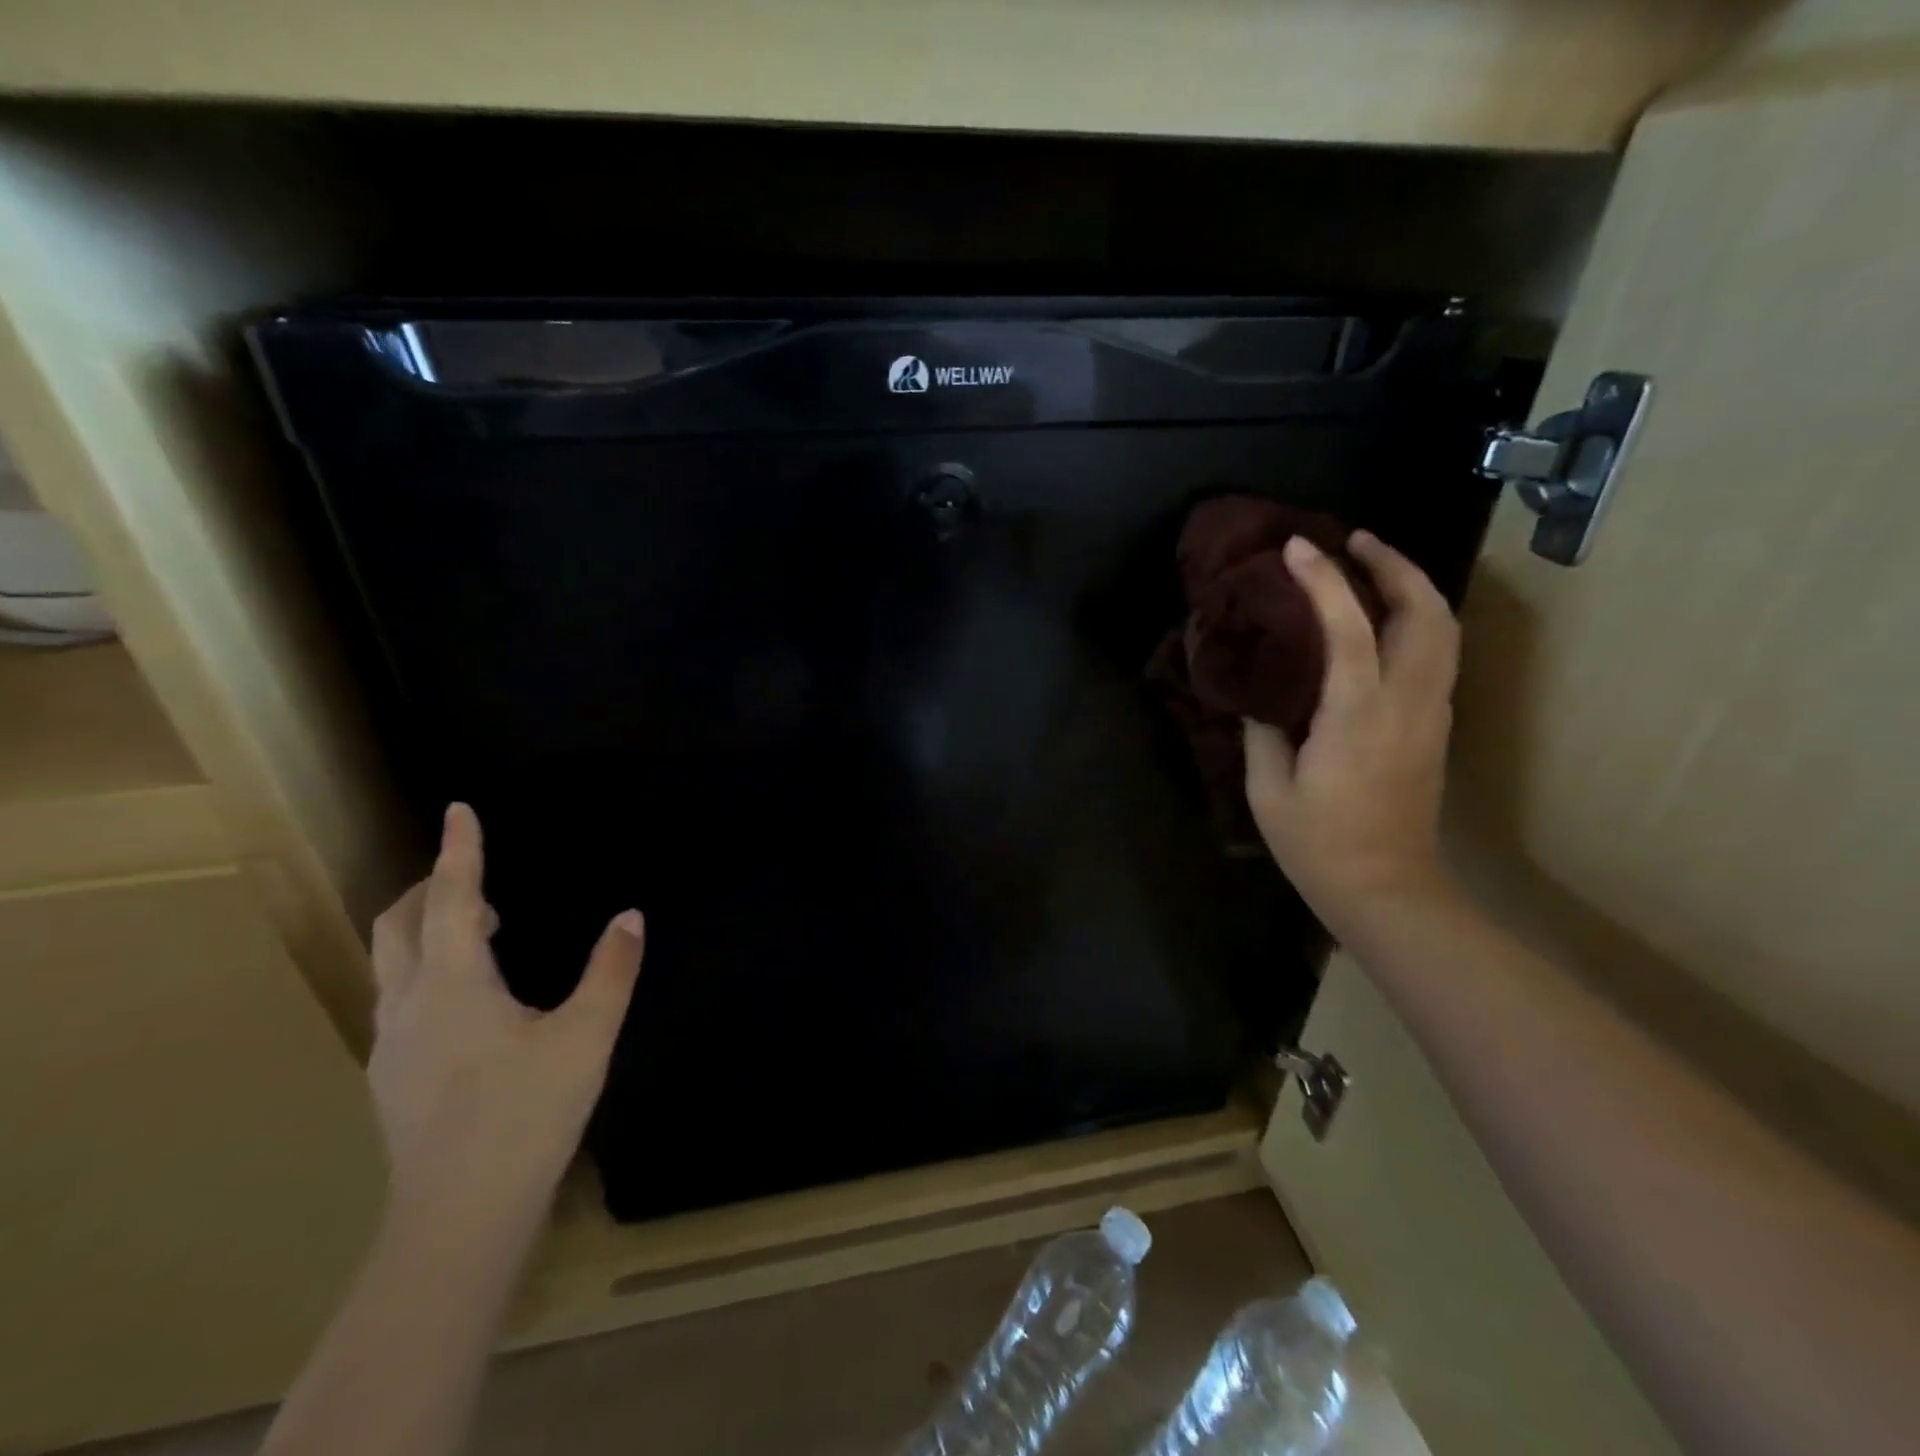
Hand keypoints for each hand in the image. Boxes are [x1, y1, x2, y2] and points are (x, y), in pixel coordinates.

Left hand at [367, 803, 642, 1239]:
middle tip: (479, 878)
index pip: (453, 896)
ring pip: (393, 962)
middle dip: (432, 887)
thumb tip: (630, 916)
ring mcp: (392, 1043)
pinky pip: (400, 998)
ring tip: (484, 931)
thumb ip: (610, 971)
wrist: (458, 1218)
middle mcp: (410, 1003)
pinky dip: (427, 970)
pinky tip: (469, 1000)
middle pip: (399, 923)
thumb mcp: (586, 1037)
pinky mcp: (392, 1076)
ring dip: (428, 929)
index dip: (460, 849)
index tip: (459, 808)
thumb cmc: (526, 1115)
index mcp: (454, 983)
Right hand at [1244, 531, 1461, 934]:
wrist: (1387, 890)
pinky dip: (1417, 620)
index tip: (1296, 549)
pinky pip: (1436, 655)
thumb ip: (1263, 730)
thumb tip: (1259, 691)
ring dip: (1413, 588)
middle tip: (1355, 542)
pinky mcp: (1435, 728)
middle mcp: (1406, 703)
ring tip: (1373, 568)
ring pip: (1443, 630)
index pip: (1348, 628)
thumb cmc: (1319, 844)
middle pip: (1425, 612)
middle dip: (1394, 565)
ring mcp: (1430, 714)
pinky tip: (1383, 622)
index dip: (1324, 581)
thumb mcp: (1269, 790)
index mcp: (1357, 715)